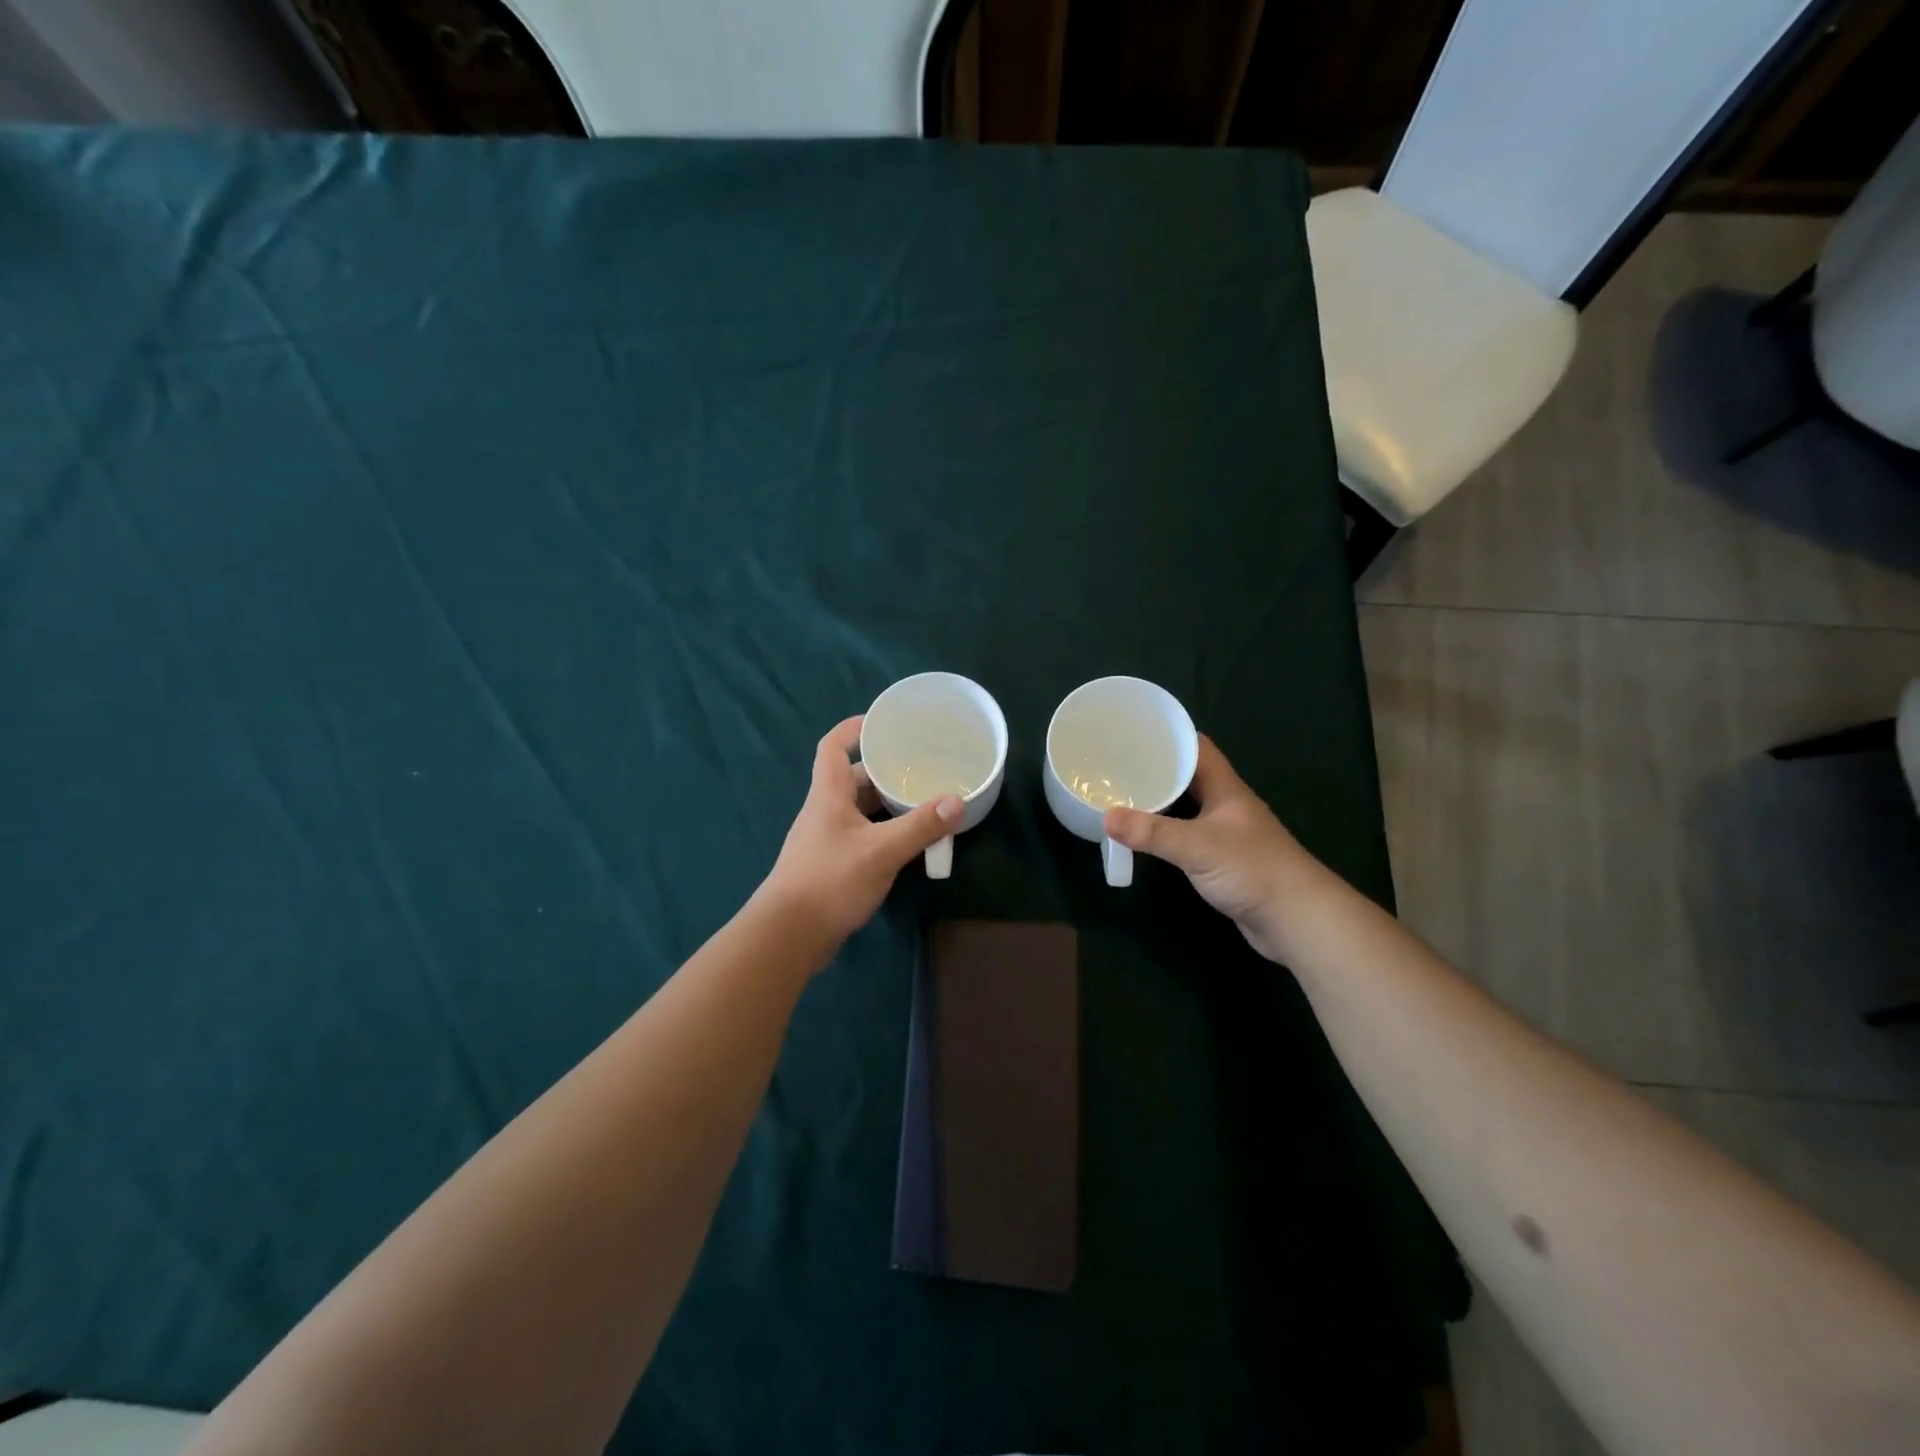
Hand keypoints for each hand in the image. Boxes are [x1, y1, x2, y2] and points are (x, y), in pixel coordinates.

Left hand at [759, 716, 962, 953]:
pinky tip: (906, 840)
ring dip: (885, 802)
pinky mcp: (831, 864)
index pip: (833, 746)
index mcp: (828, 795)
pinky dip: (883, 829)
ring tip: (921, 798)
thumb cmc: (830, 882)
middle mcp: (824, 810)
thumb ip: (920, 827)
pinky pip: (861, 834)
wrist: (788, 936)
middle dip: (883, 768)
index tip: (884, 721)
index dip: (854, 728)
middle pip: (852, 777)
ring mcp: (826, 839)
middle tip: (919, 764)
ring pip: (859, 808)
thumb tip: (957, 801)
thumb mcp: (881, 852)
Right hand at [1103, 736, 1327, 962]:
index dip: (1168, 736)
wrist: (1296, 919)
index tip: (1133, 732)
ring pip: (1187, 806)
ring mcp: (1226, 833)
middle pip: (1188, 776)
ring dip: (1160, 801)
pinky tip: (1145, 836)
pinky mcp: (1222, 860)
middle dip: (1156, 768)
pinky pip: (1187, 835)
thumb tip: (1105, 817)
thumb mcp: (1197, 846)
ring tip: (1122, 795)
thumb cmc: (1253, 870)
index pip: (1197, 747)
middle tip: (1117, 765)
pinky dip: (1166, 832)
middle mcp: (1226, 805)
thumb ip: (1152, 832)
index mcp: (1226, 788)